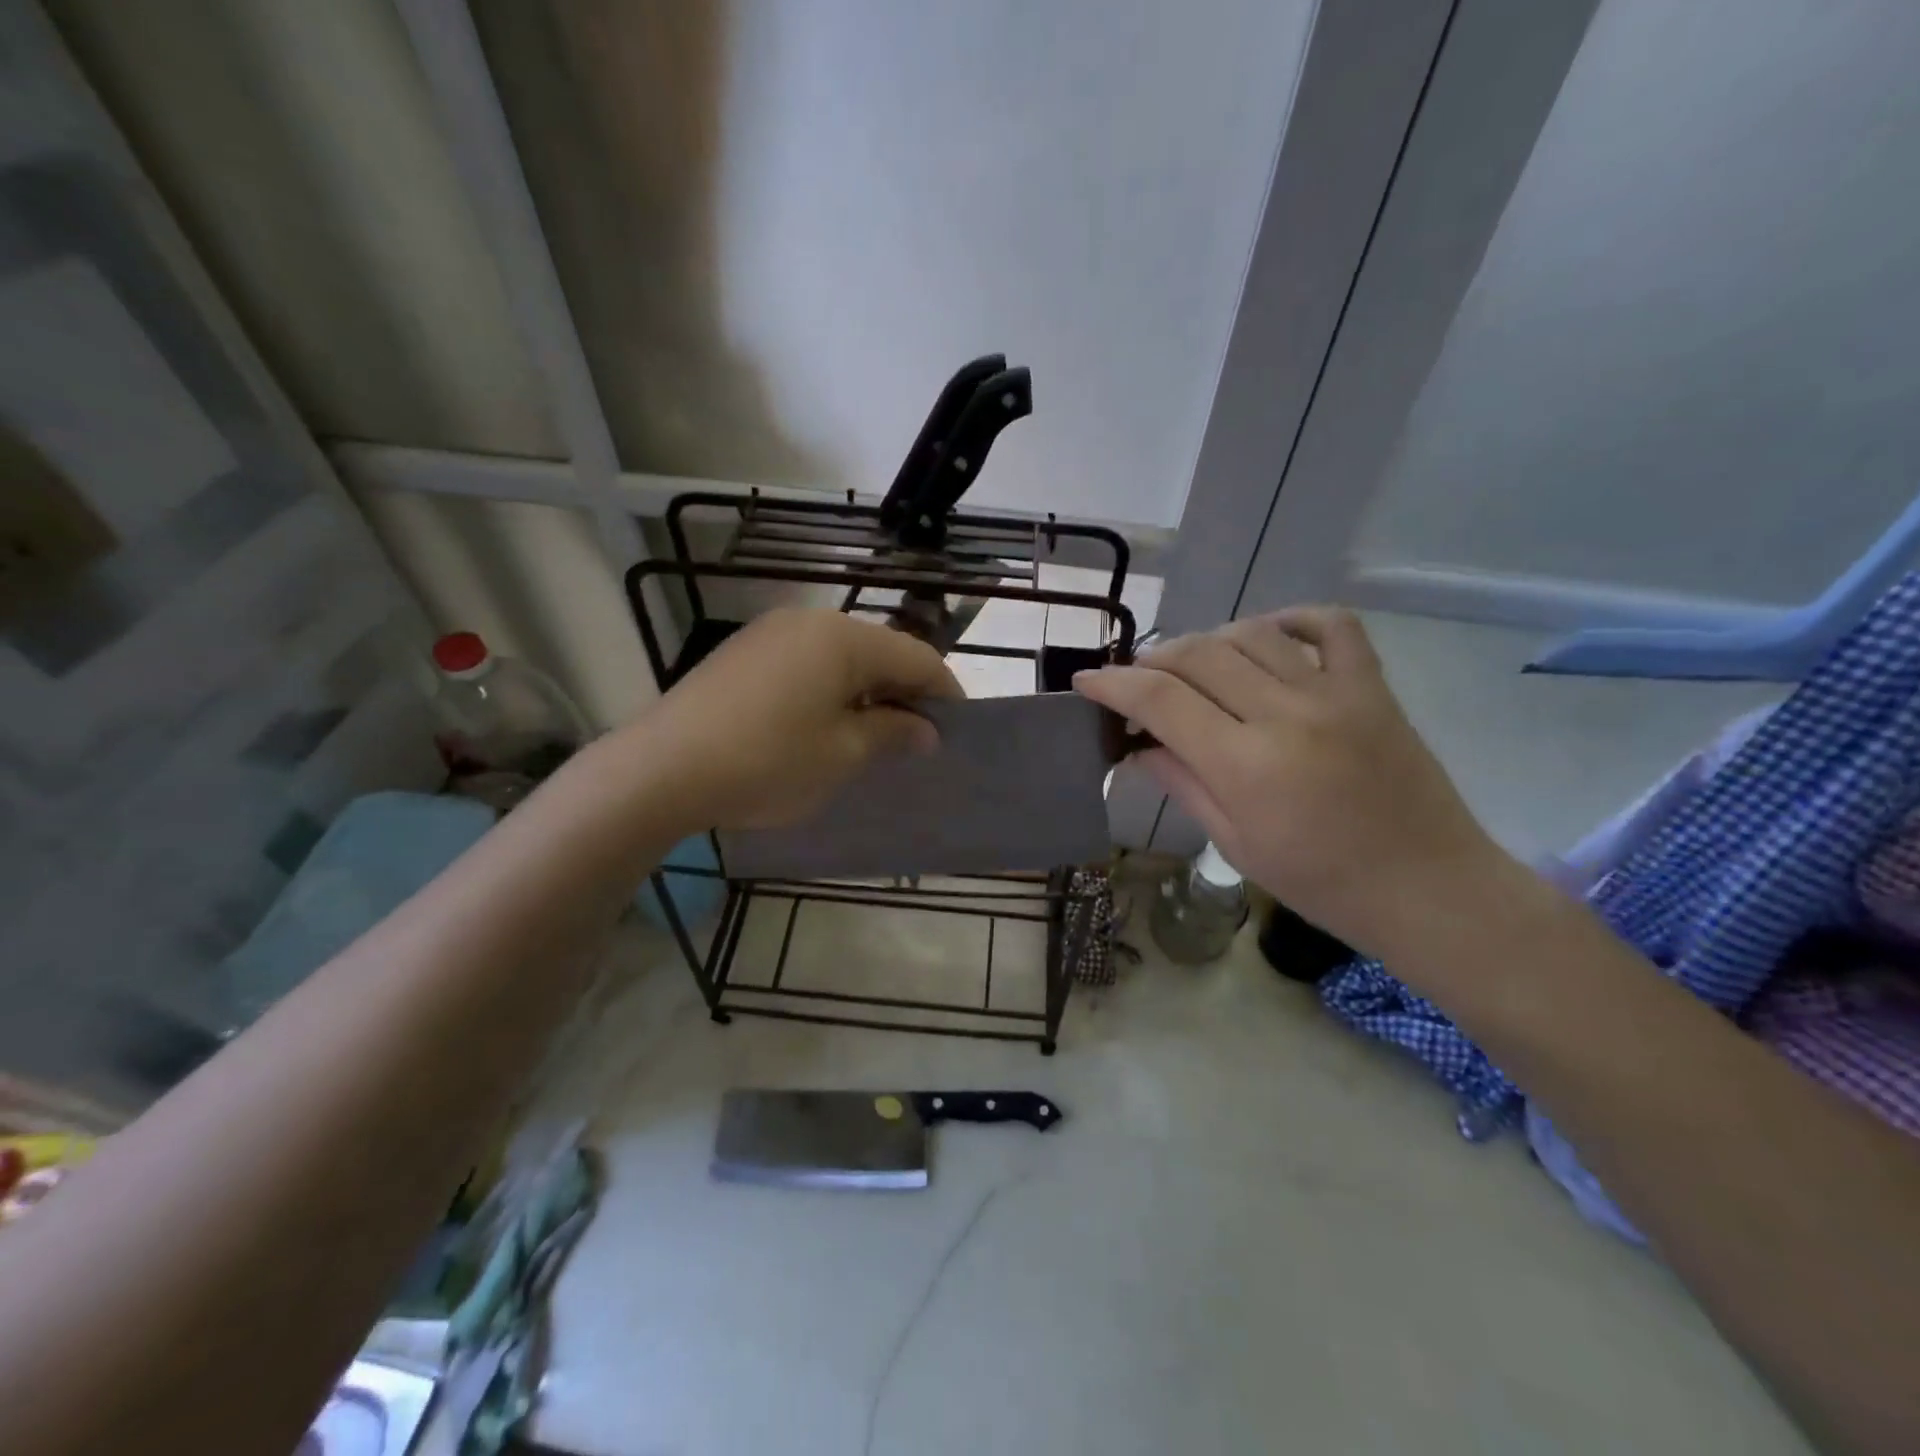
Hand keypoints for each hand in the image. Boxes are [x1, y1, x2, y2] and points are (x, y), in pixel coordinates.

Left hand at [637, 607, 961, 830]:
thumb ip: (892, 733)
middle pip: (879, 651)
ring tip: (875, 735)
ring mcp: (772, 632)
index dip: (944, 692)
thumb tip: (925, 730)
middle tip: (918, 738)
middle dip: (905, 692)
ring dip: (867, 691)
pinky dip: (830, 689)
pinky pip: (807, 663)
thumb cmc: (768, 761)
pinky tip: (825, 724)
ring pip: (842, 657)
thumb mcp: (842, 754)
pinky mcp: (744, 652)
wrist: (662, 769)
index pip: (916, 657)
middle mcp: (810, 621)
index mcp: (844, 638)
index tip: (956, 729)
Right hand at [1074, 607, 1507, 955]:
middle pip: (1198, 655)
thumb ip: (1183, 783)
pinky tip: (1267, 635)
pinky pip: (1331, 625)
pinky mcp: (1372, 686)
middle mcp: (1286, 713)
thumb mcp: (1236, 843)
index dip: (1113, 684)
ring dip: (1208, 641)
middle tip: (1136, 682)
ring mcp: (1335, 692)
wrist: (1428, 888)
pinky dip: (1290, 618)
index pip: (1160, 700)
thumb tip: (1137, 746)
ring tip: (1192, 666)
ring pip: (1251, 633)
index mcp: (1245, 764)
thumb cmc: (1321, 883)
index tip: (1086, 681)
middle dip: (1152, 660)